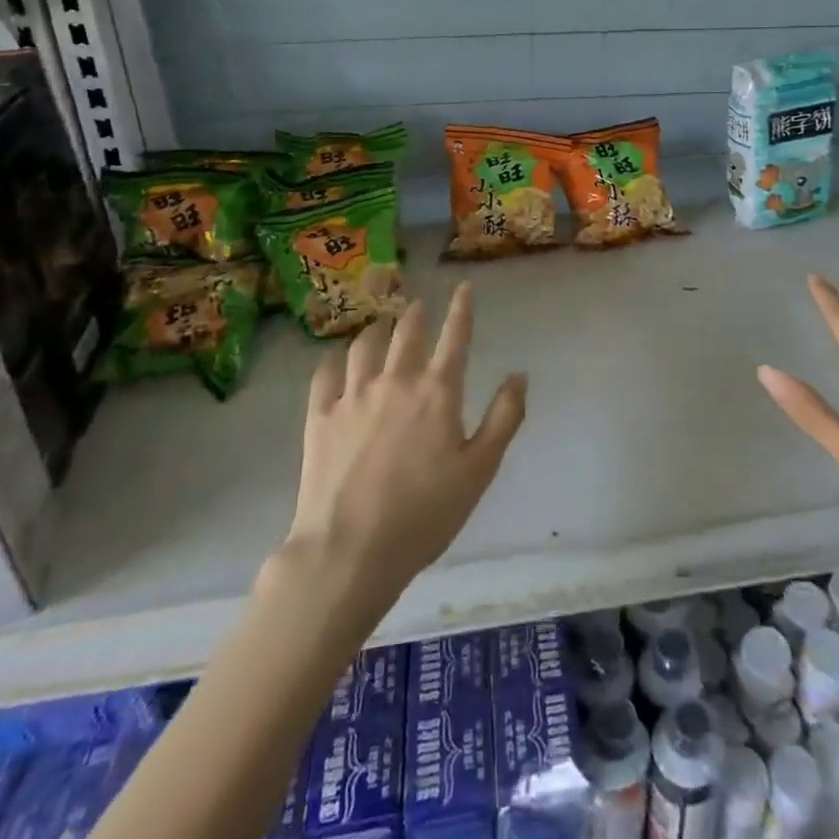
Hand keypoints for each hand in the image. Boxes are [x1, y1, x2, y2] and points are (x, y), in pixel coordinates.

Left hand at [275, 284, 525, 605]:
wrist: (349, 551)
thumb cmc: (424, 514)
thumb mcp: (480, 470)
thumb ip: (504, 418)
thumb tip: (519, 375)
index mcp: (438, 392)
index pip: (455, 337)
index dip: (462, 308)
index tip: (464, 287)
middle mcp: (396, 381)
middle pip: (406, 333)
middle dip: (416, 314)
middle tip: (418, 305)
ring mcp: (353, 396)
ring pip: (364, 346)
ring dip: (377, 330)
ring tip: (380, 326)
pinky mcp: (320, 417)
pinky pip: (325, 374)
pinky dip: (334, 359)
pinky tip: (337, 359)